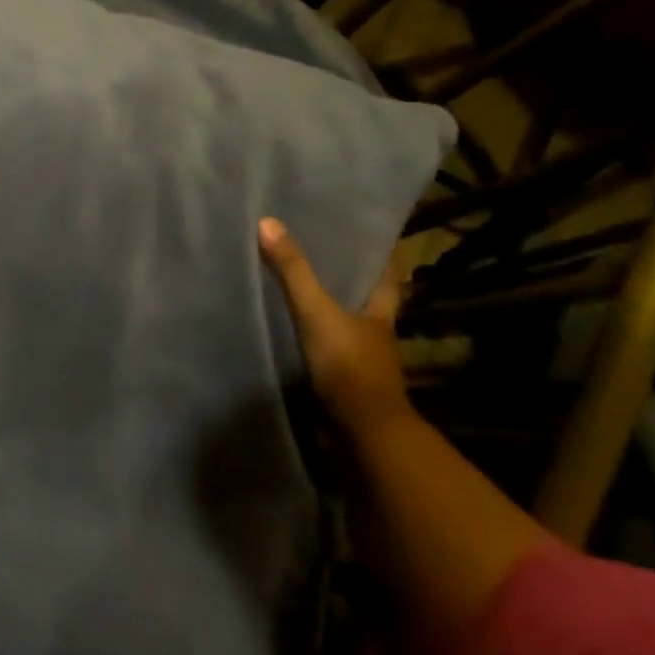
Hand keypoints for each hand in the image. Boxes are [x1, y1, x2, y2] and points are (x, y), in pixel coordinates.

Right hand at [258, 216, 409, 436]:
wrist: (362, 432)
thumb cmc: (348, 365)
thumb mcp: (316, 311)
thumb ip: (293, 271)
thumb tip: (267, 222)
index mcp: (380, 311)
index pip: (387, 275)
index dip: (379, 255)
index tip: (363, 236)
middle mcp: (376, 333)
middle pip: (366, 298)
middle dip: (348, 280)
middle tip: (319, 255)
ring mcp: (362, 361)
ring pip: (347, 326)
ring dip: (329, 311)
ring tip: (298, 289)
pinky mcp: (344, 382)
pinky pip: (328, 351)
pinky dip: (314, 340)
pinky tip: (292, 333)